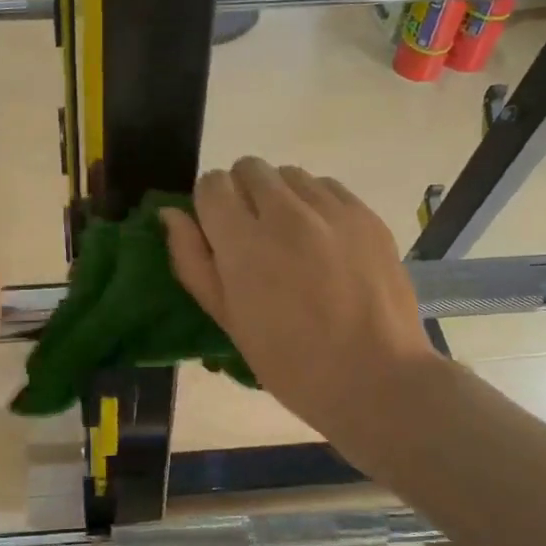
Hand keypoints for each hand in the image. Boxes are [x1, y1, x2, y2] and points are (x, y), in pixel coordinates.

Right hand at [162, 160, 442, 472]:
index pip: (212, 184)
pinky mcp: (366, 214)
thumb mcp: (226, 319)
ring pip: (289, 173)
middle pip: (249, 167)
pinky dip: (315, 203)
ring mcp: (332, 210)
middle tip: (253, 236)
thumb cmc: (288, 361)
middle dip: (241, 193)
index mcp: (244, 242)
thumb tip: (171, 214)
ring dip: (279, 195)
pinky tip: (323, 240)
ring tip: (291, 238)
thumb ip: (192, 260)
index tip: (218, 233)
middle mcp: (286, 213)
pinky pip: (327, 185)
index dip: (209, 205)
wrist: (374, 378)